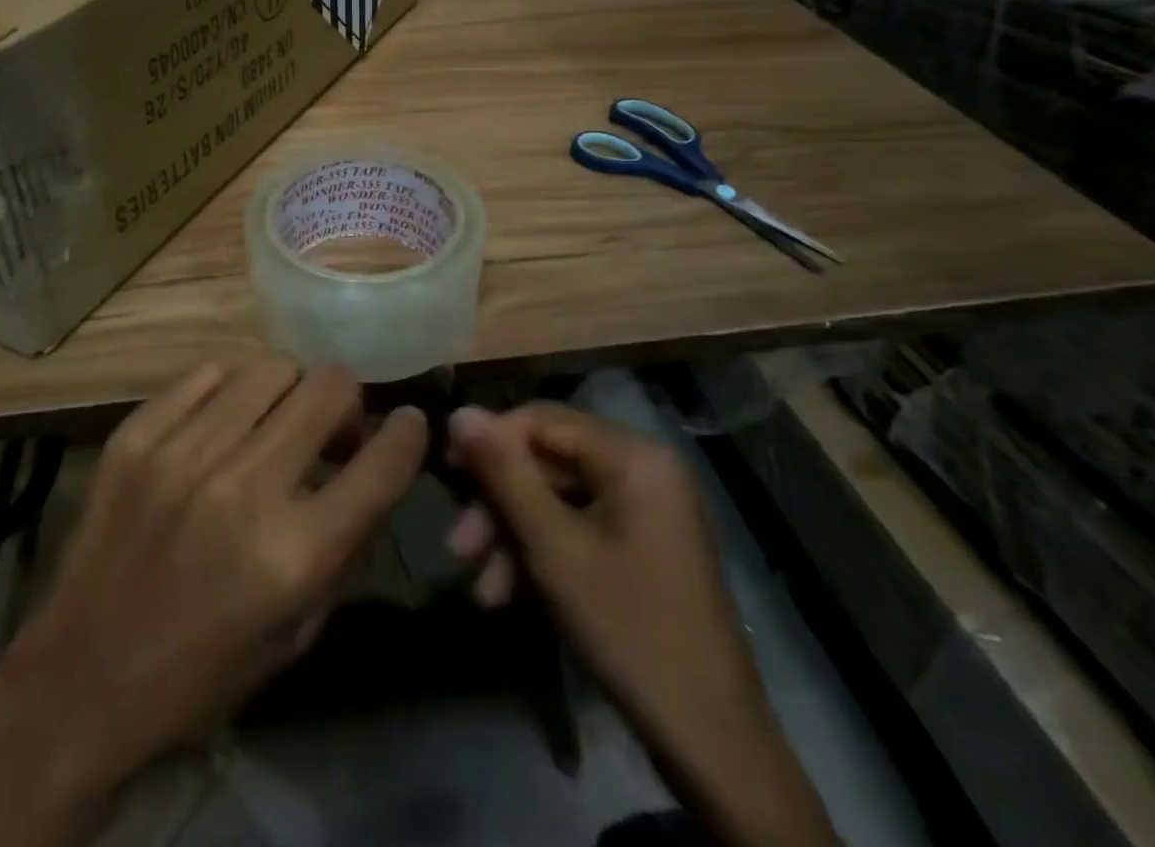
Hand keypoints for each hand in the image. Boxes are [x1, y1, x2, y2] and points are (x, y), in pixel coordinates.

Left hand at [0, 360, 426, 804]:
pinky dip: (228, 392)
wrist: (82, 681)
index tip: (408, 421)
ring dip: (288, 391)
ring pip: (269, 368)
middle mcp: (244, 488)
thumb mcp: (298, 631)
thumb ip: (344, 544)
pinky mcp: (135, 437)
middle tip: (331, 427)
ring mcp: (183, 453)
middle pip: (327, 388)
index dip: (407, 432)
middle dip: (346, 400)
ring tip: (275, 420)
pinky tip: (221, 422)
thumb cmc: (203, 672)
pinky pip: (205, 375)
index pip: (380, 462)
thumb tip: (370, 468)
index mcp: (294, 553)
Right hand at [445, 403, 838, 846]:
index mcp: (634, 456)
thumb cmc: (629, 629)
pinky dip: (541, 553)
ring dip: (513, 536)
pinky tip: (507, 594)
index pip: (542, 421)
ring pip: (557, 499)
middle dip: (499, 504)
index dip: (490, 441)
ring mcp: (645, 507)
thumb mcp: (553, 547)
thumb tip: (459, 412)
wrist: (710, 741)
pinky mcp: (640, 542)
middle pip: (547, 462)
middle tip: (457, 544)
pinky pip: (577, 526)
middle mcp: (643, 468)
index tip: (445, 470)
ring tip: (479, 585)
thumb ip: (504, 474)